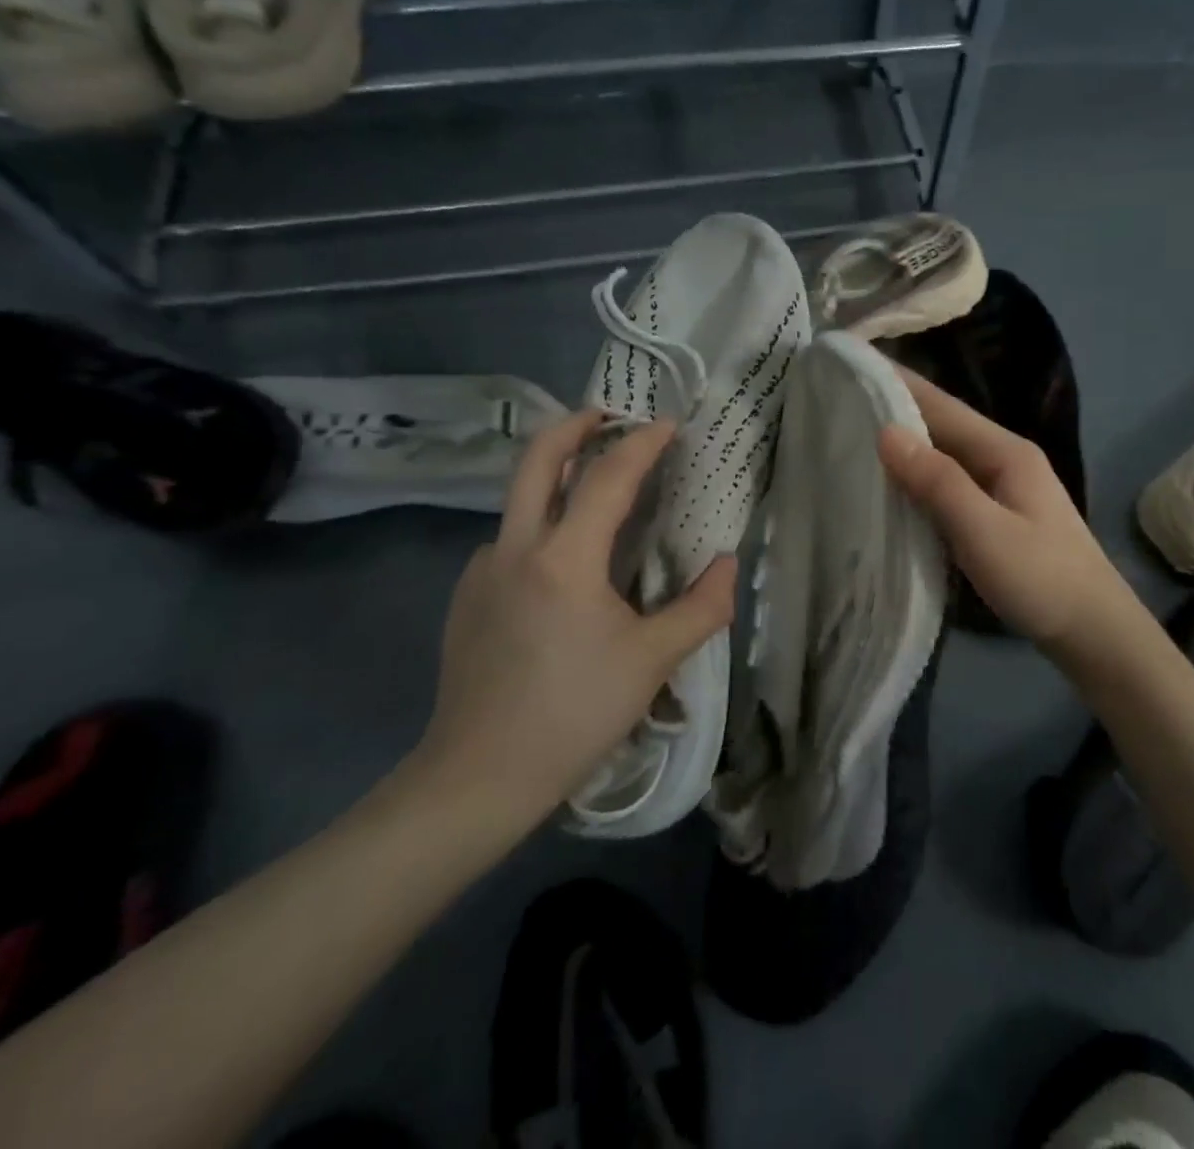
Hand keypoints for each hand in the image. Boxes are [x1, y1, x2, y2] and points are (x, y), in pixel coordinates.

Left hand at [407, 411, 736, 833]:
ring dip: (557, 478)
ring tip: (599, 496)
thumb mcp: (652, 662)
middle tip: (608, 416)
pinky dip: (542, 527)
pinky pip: (510, 541)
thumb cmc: (573, 714)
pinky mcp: (466, 596)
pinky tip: (567, 568)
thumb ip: (701, 608)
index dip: (641, 444)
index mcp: (564, 559)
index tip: (669, 426)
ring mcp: (482, 570)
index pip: (606, 477)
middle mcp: (514, 548)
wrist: (478, 776)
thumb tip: (727, 566)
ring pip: (519, 500)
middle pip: (535, 458)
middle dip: (574, 425)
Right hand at [878, 370, 1139, 659]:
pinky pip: (948, 484)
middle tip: (841, 400)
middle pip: (943, 425)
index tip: (855, 366)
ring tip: (854, 435)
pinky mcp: (997, 514)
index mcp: (1005, 451)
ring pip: (944, 455)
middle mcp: (1004, 459)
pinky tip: (892, 485)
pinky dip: (918, 477)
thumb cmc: (1041, 579)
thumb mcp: (984, 531)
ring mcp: (1002, 487)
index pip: (942, 405)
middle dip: (896, 409)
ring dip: (905, 444)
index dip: (898, 383)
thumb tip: (886, 432)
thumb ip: (937, 482)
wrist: (1093, 633)